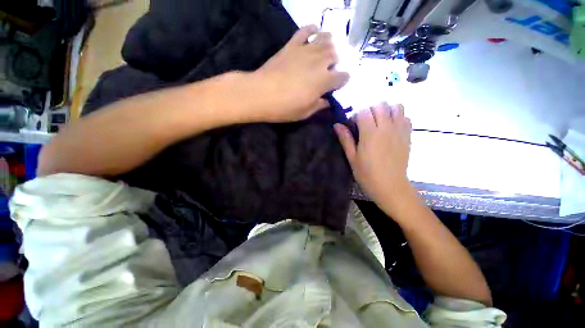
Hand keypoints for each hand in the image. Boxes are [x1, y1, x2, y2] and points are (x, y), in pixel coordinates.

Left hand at [247, 25, 349, 121]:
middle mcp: (320, 62)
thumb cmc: (285, 107)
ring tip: (325, 53)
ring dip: (329, 45)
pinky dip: (313, 29)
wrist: (261, 94)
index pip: (343, 77)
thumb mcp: (305, 112)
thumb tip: (327, 101)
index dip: (342, 81)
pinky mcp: (292, 44)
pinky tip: (314, 34)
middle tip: (329, 71)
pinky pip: (306, 30)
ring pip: (326, 39)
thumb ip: (319, 105)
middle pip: (336, 55)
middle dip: (336, 63)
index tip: (336, 86)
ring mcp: (306, 50)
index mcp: (325, 81)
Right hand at [334, 103, 412, 206]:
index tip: (353, 125)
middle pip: (380, 105)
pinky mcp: (408, 135)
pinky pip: (406, 117)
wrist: (390, 186)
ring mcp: (399, 131)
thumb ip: (345, 139)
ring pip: (396, 107)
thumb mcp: (352, 157)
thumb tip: (337, 125)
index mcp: (370, 134)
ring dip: (386, 110)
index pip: (363, 111)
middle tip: (365, 122)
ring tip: (379, 121)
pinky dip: (398, 116)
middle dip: (370, 110)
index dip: (356, 115)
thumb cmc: (367, 174)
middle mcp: (386, 128)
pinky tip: (391, 127)